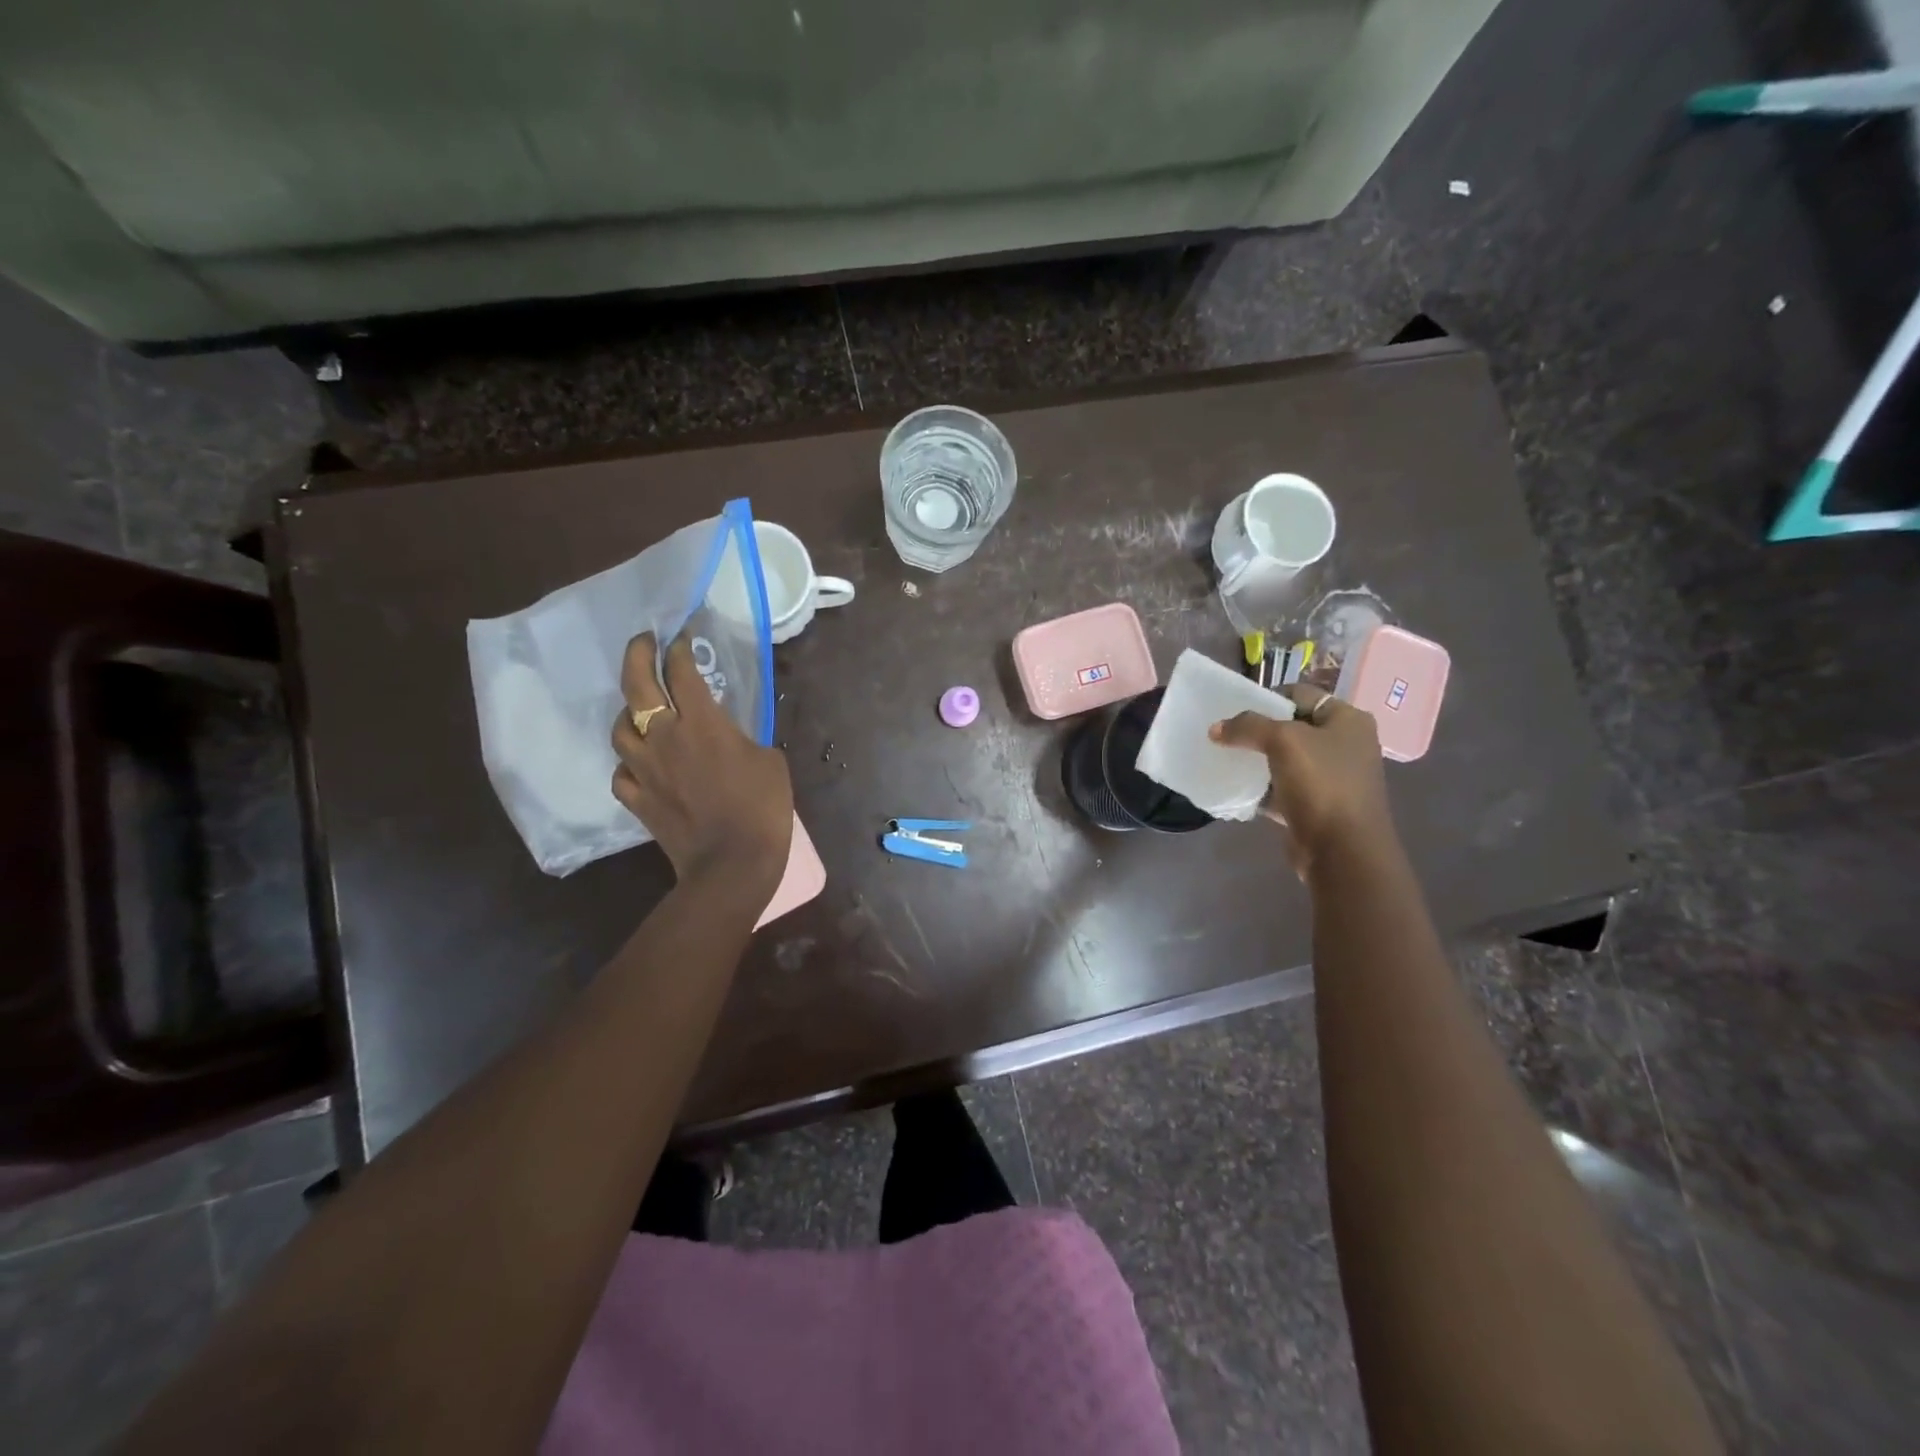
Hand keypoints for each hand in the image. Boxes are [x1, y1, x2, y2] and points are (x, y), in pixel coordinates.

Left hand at [611, 632, 792, 891]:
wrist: (732, 864)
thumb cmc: (761, 808)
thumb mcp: (769, 761)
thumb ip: (744, 738)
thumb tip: (729, 736)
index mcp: (703, 724)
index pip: (681, 673)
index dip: (679, 650)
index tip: (680, 638)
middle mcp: (665, 738)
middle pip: (636, 686)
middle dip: (637, 655)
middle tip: (644, 642)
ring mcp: (645, 770)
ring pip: (620, 728)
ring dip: (629, 712)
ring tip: (642, 710)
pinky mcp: (637, 800)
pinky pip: (623, 772)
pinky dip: (630, 762)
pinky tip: (642, 763)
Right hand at [1210, 684, 1393, 878]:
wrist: (1343, 851)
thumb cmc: (1321, 784)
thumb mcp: (1283, 741)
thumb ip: (1247, 727)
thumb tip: (1216, 728)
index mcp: (1347, 720)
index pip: (1299, 694)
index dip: (1266, 698)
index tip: (1234, 710)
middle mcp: (1344, 744)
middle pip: (1291, 726)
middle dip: (1257, 731)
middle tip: (1226, 735)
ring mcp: (1332, 777)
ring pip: (1285, 759)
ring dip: (1257, 759)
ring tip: (1226, 759)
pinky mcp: (1317, 805)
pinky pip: (1282, 788)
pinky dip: (1261, 787)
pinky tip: (1237, 787)